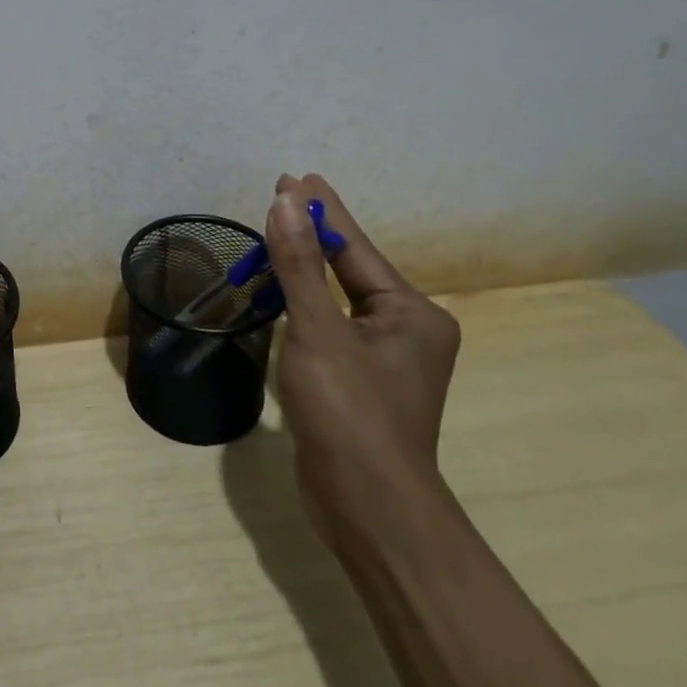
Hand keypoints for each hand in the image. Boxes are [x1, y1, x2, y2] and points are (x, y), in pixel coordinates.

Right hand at [264, 172, 460, 545]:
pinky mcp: (361, 381)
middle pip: (349, 268)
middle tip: (279, 197)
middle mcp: (407, 329)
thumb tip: (285, 201)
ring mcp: (386, 358)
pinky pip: (331, 324)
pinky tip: (283, 289)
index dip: (322, 210)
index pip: (356, 247)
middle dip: (313, 234)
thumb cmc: (349, 412)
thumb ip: (299, 264)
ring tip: (275, 234)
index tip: (295, 177)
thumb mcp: (318, 330)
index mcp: (412, 312)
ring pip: (338, 297)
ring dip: (305, 267)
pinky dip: (305, 301)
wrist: (368, 509)